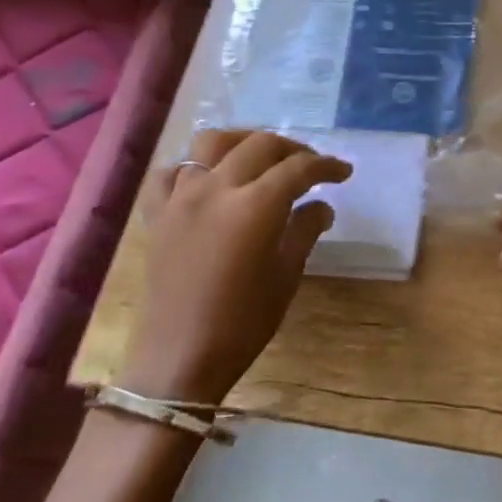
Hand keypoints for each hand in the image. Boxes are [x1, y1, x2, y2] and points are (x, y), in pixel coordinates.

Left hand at [117, 130, 350, 402]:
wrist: (179, 360)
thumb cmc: (243, 322)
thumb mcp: (286, 275)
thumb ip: (305, 230)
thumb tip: (320, 206)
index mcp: (255, 205)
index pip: (298, 168)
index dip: (326, 165)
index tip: (343, 172)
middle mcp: (216, 188)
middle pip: (260, 145)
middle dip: (292, 149)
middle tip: (310, 166)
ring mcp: (181, 197)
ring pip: (211, 143)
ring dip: (242, 141)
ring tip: (259, 157)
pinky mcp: (157, 214)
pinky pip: (170, 173)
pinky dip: (191, 167)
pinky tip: (207, 180)